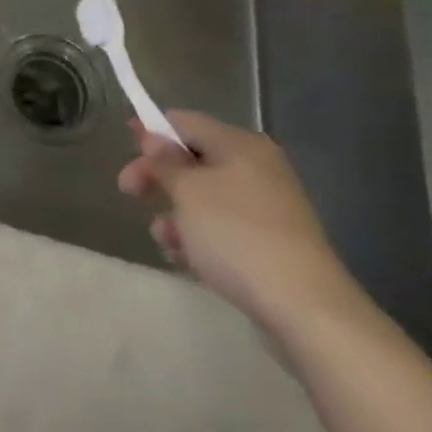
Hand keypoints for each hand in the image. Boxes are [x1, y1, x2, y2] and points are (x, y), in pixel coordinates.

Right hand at [117, 111, 358, 333]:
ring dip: (176, 214)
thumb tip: (153, 137)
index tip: (125, 149)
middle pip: (192, 159)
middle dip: (159, 178)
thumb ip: (164, 160)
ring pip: (204, 197)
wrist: (306, 310)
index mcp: (240, 145)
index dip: (150, 131)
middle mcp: (257, 168)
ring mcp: (267, 207)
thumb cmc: (236, 236)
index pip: (184, 121)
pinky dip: (199, 237)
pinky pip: (223, 227)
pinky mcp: (271, 243)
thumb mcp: (187, 191)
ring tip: (165, 240)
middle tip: (129, 193)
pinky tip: (186, 259)